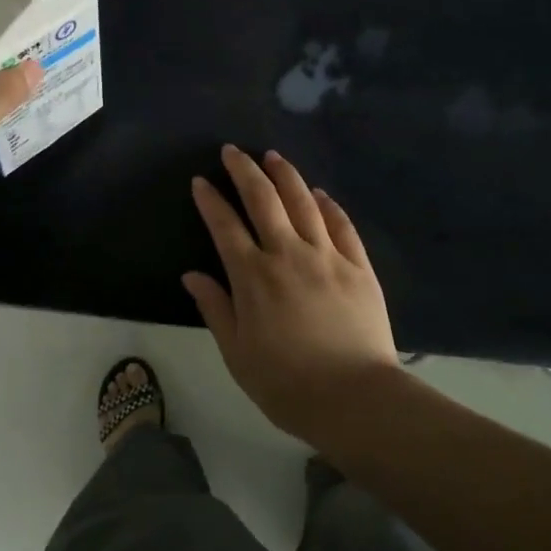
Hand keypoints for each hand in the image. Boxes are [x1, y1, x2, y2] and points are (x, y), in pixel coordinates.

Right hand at [183, 145, 401, 445]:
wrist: (355, 399)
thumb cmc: (286, 384)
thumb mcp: (237, 353)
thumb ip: (215, 308)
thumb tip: (192, 275)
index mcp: (253, 277)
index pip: (225, 226)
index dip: (210, 200)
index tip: (200, 181)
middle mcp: (288, 254)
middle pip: (264, 200)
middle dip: (244, 170)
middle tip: (233, 151)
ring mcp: (327, 257)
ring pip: (303, 203)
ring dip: (286, 175)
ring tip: (273, 157)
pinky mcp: (359, 266)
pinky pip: (341, 225)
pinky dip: (327, 205)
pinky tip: (319, 193)